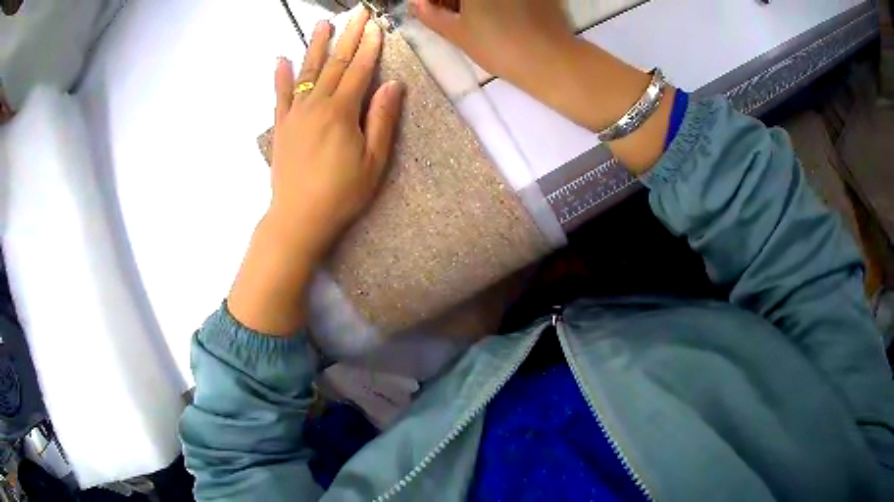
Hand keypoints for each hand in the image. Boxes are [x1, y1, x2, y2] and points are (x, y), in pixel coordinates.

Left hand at [270, 10, 403, 261]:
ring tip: (323, 23)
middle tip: (356, 13)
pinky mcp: (281, 126)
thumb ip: (382, 119)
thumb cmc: (341, 194)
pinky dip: (280, 76)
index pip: (360, 70)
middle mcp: (316, 104)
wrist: (298, 218)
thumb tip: (392, 84)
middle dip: (348, 36)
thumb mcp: (374, 161)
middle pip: (335, 63)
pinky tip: (280, 59)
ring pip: (307, 71)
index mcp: (342, 111)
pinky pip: (280, 95)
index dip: (370, 46)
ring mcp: (295, 113)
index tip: (376, 25)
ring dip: (316, 45)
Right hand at [411, 0, 672, 173]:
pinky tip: (499, 15)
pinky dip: (497, 2)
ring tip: (473, 18)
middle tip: (451, 13)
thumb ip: (430, 15)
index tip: (434, 9)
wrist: (550, 60)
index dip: (437, 0)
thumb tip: (417, 4)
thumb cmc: (499, 47)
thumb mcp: (457, 33)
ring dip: (474, 2)